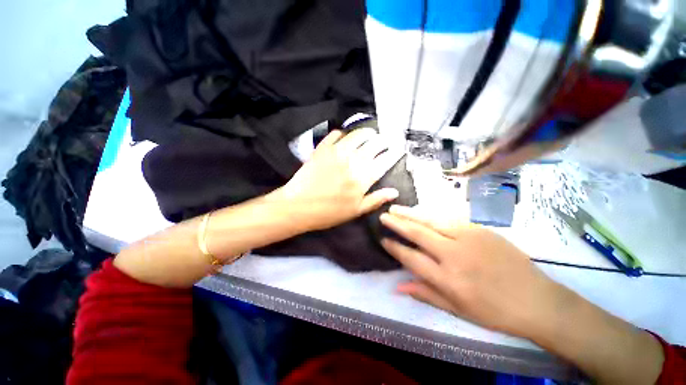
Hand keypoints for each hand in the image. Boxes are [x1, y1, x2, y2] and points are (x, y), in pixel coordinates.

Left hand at [278, 129, 400, 231]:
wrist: (298, 206)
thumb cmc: (328, 212)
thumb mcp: (355, 211)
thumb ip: (376, 199)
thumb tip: (395, 192)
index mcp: (362, 178)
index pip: (384, 161)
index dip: (394, 153)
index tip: (399, 149)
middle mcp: (352, 161)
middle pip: (373, 145)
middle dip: (383, 141)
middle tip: (386, 140)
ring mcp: (336, 152)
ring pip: (357, 135)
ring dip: (366, 133)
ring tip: (370, 134)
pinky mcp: (322, 148)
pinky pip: (335, 134)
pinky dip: (343, 133)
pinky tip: (345, 136)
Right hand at [380, 205, 566, 338]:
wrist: (537, 300)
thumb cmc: (494, 311)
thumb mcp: (457, 310)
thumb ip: (425, 293)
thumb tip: (398, 286)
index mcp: (448, 278)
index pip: (411, 257)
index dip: (394, 247)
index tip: (383, 239)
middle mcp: (454, 254)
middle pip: (418, 233)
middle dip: (397, 223)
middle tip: (383, 215)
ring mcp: (468, 237)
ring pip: (431, 220)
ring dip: (411, 213)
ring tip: (396, 208)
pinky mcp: (479, 229)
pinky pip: (448, 218)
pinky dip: (431, 214)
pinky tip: (421, 212)